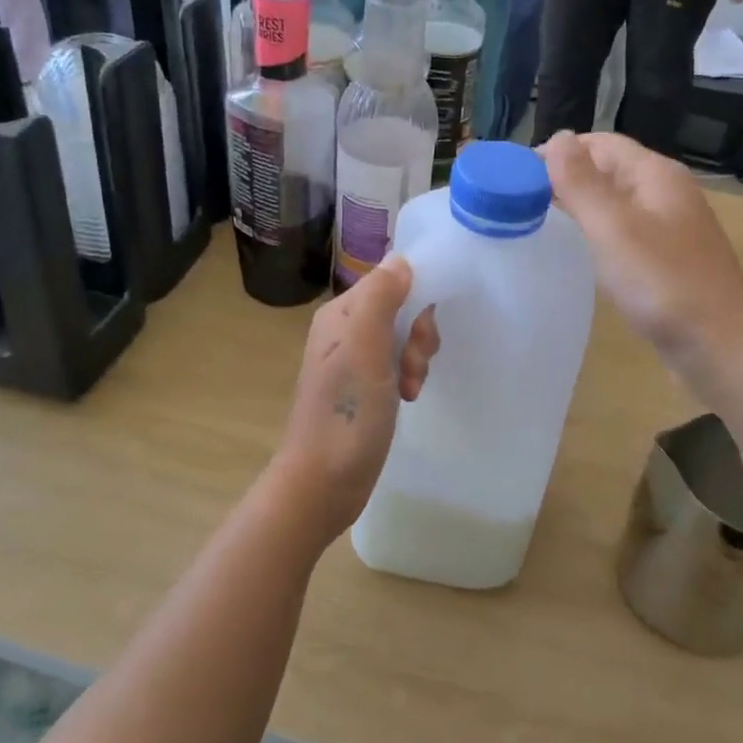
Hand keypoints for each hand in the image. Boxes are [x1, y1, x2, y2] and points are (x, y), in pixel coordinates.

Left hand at [270, 259, 440, 541]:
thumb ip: (381, 298)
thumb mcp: (365, 348)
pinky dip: (408, 376)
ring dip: (417, 359)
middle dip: (418, 335)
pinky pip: (398, 364)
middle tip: (413, 367)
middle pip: (400, 308)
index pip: (392, 280)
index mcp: (340, 313)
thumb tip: (402, 260)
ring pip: (403, 337)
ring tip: (410, 388)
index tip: (418, 336)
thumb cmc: (346, 414)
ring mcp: (354, 360)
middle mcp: (344, 330)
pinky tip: (407, 398)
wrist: (323, 482)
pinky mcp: (364, 387)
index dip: (416, 301)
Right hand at [542, 132, 742, 364]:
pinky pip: (623, 234)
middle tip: (520, 202)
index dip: (559, 151)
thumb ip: (582, 182)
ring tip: (538, 224)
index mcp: (656, 175)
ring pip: (614, 204)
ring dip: (579, 207)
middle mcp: (665, 194)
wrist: (721, 349)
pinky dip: (596, 235)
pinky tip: (577, 254)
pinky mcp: (666, 261)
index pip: (600, 143)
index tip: (516, 176)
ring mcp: (669, 229)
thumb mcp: (614, 228)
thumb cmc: (664, 283)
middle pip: (608, 170)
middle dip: (565, 178)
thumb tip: (557, 137)